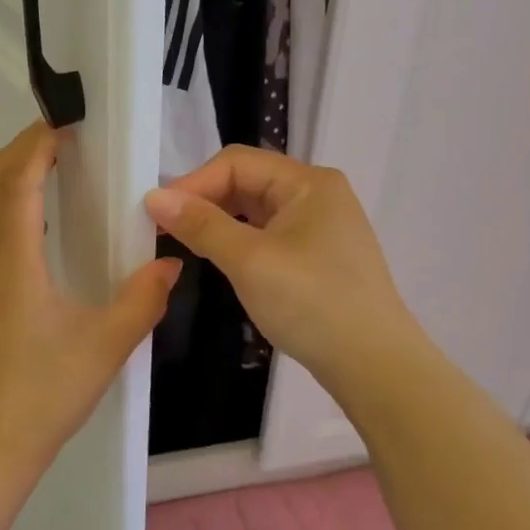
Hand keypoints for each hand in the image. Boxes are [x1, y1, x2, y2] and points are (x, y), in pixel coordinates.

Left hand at [0, 122, 181, 473]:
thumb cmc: (46, 392)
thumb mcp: (106, 345)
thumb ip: (143, 298)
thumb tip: (170, 262)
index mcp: (12, 264)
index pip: (15, 183)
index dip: (36, 147)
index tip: (64, 125)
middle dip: (18, 151)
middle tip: (58, 138)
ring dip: (9, 180)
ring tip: (50, 173)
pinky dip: (3, 211)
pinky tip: (36, 233)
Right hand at [144, 146, 428, 389]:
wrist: (375, 366)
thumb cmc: (312, 304)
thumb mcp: (249, 261)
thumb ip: (201, 224)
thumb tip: (154, 197)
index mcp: (308, 182)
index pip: (237, 162)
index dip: (194, 182)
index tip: (157, 214)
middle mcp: (317, 194)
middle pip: (247, 181)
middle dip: (204, 200)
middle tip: (165, 230)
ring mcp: (321, 225)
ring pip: (255, 209)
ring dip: (219, 221)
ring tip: (186, 243)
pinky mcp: (318, 255)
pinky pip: (268, 233)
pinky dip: (239, 240)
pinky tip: (221, 260)